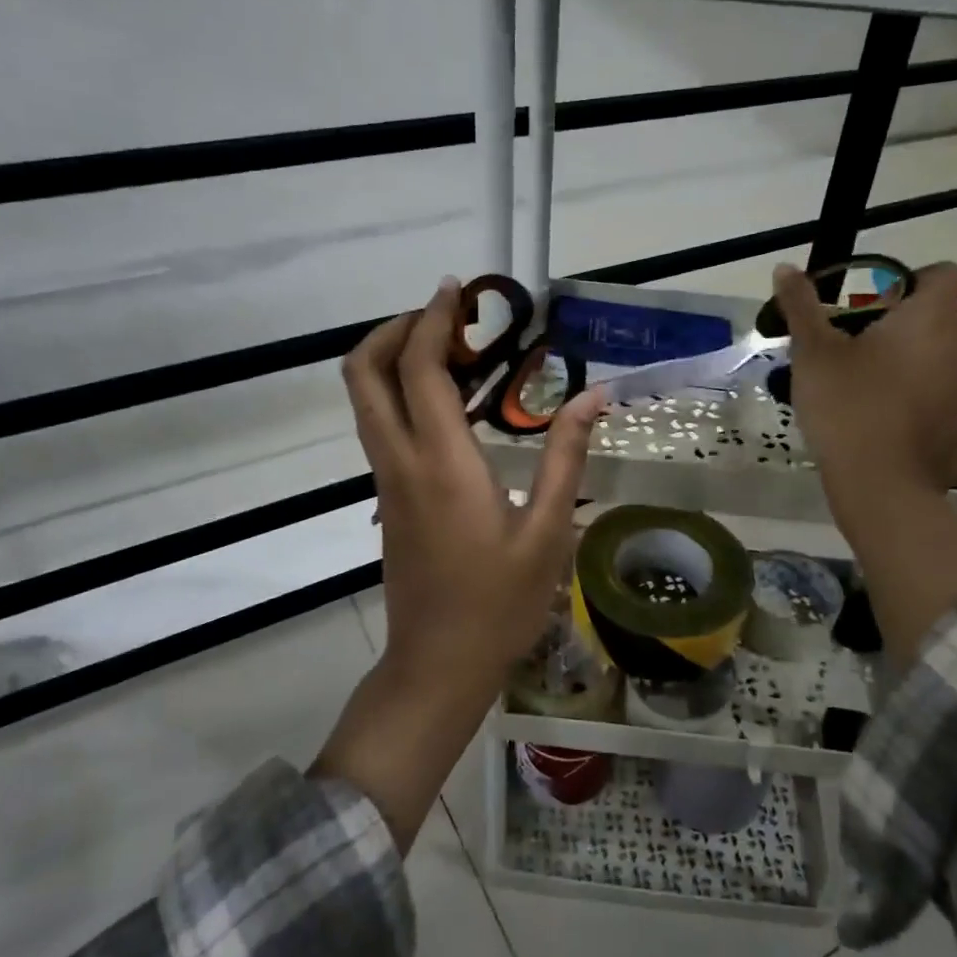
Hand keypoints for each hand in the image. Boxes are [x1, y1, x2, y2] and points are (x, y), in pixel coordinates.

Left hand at [313, 277, 603, 849]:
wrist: (438, 665)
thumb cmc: (499, 604)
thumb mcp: (547, 530)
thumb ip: (567, 456)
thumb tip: (592, 396)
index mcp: (441, 463)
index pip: (420, 369)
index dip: (433, 320)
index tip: (457, 290)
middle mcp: (401, 461)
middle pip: (364, 373)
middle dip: (396, 330)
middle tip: (447, 320)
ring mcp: (387, 480)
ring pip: (366, 399)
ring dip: (397, 360)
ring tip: (456, 353)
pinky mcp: (388, 497)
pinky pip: (381, 425)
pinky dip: (402, 393)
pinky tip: (452, 405)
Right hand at [772, 261, 956, 531]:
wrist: (880, 487)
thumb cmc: (846, 407)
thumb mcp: (813, 354)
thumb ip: (802, 306)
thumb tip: (784, 266)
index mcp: (928, 321)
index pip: (942, 275)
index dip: (915, 280)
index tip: (882, 302)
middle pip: (939, 328)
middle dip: (907, 336)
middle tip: (863, 360)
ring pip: (947, 372)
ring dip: (922, 376)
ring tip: (881, 402)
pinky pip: (954, 414)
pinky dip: (933, 417)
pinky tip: (901, 435)